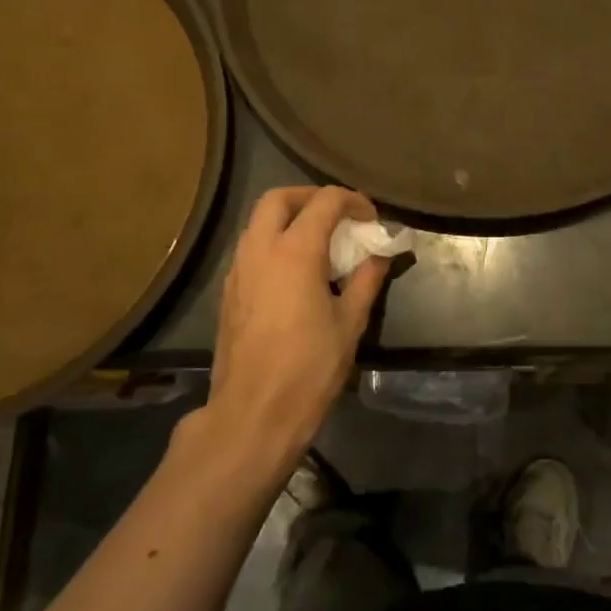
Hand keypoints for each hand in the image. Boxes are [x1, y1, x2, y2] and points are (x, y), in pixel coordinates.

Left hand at [201, 186, 389, 475]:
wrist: (254, 413)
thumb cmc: (310, 368)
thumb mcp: (350, 323)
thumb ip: (366, 280)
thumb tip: (380, 255)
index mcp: (294, 252)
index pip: (325, 202)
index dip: (353, 201)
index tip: (371, 219)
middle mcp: (259, 250)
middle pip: (278, 198)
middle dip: (310, 197)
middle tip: (339, 216)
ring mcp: (238, 271)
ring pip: (258, 222)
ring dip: (289, 219)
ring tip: (321, 244)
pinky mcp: (229, 292)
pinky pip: (251, 249)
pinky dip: (275, 243)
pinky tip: (297, 273)